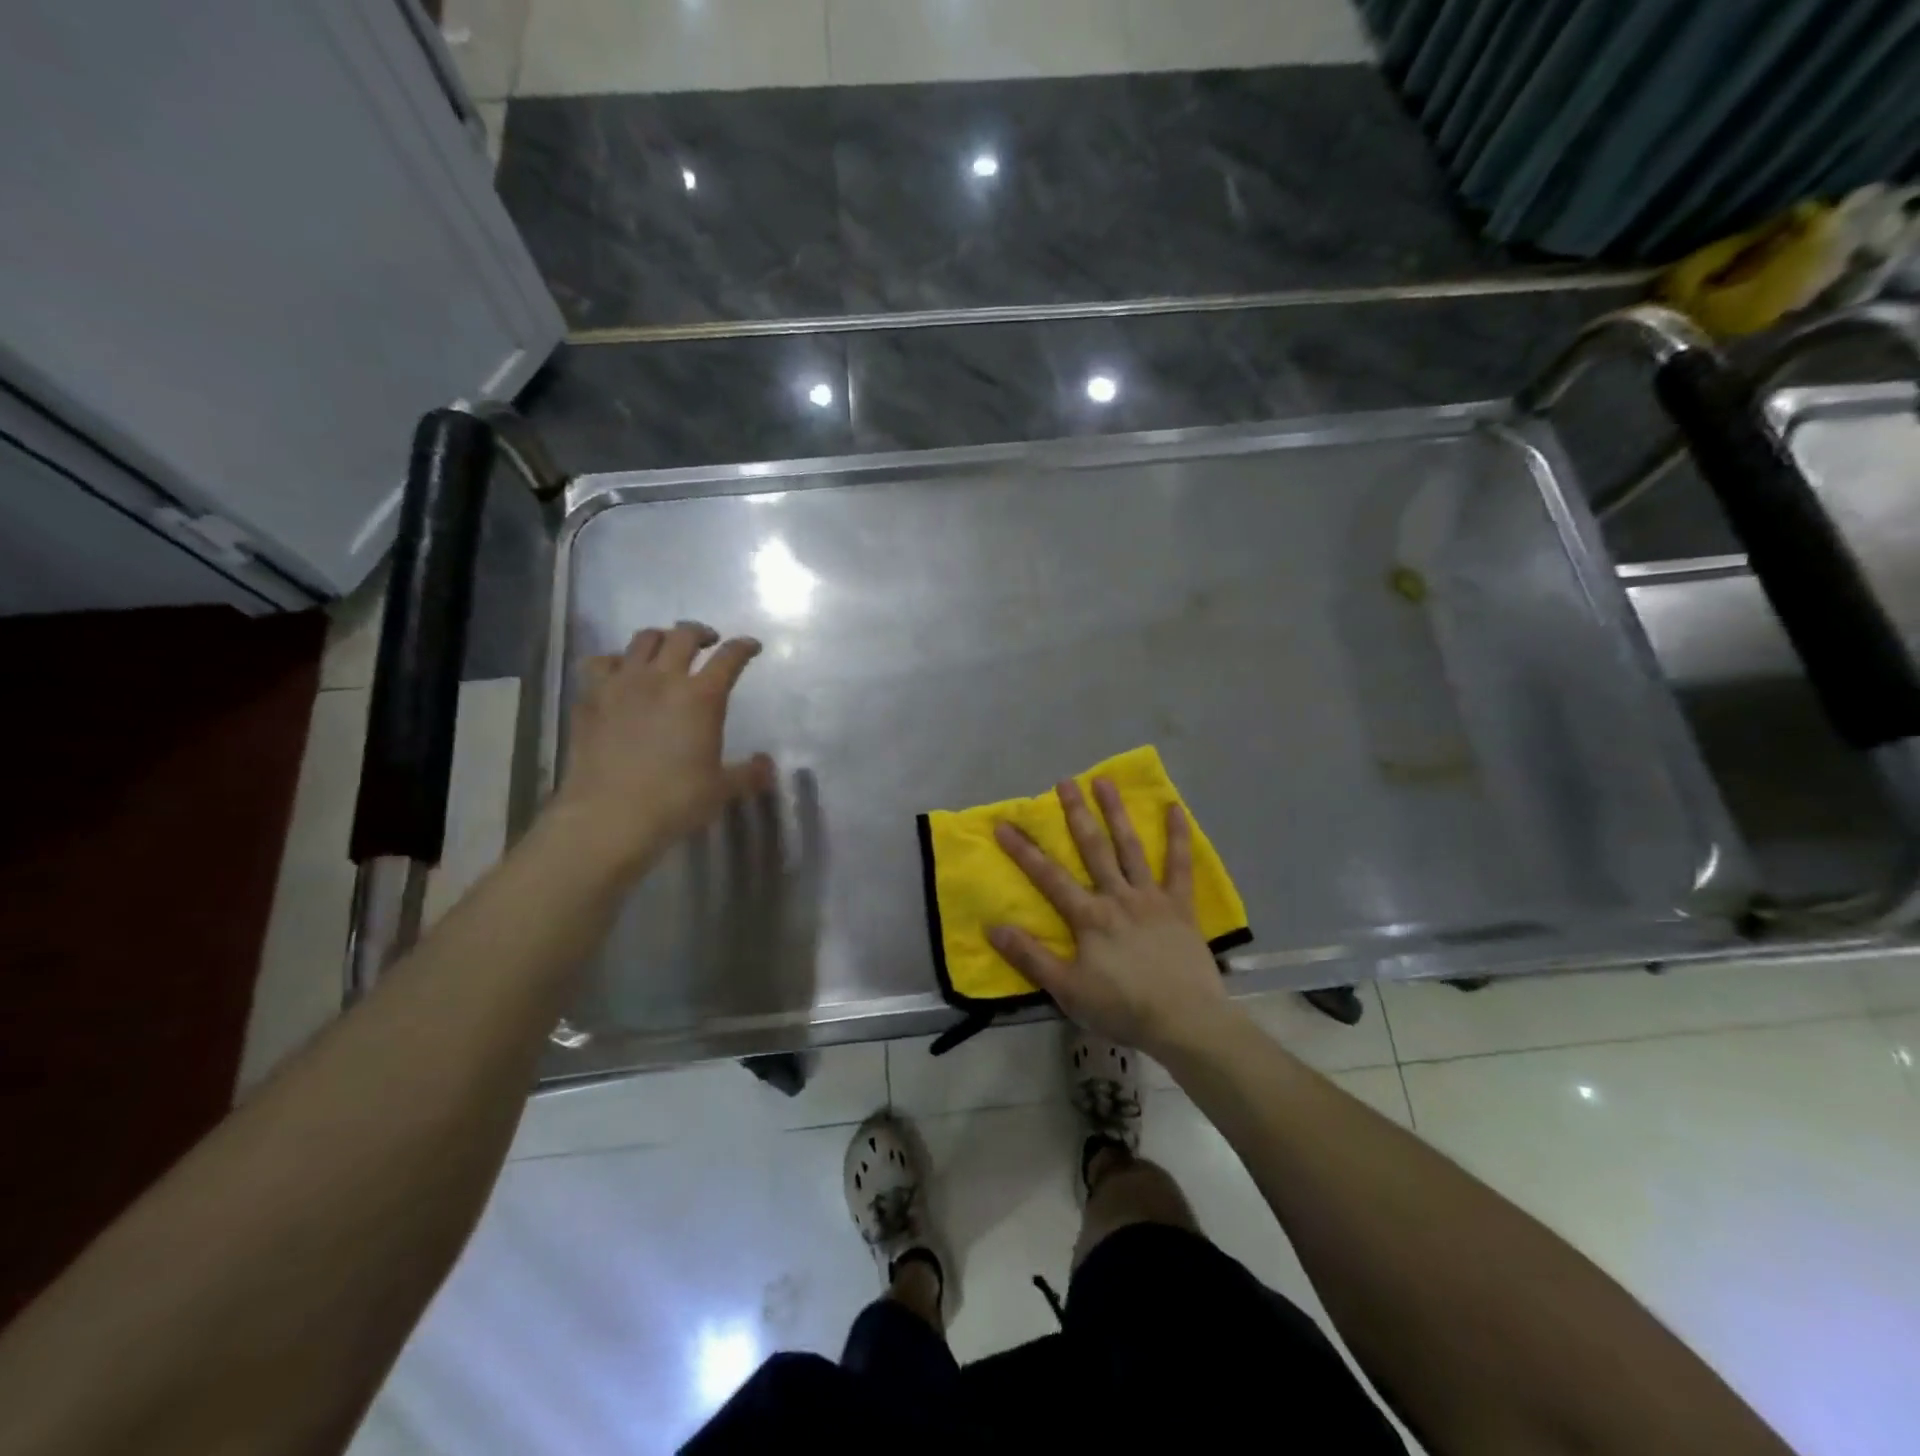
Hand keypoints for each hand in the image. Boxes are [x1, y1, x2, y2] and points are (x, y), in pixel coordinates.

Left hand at [551, 622, 773, 872]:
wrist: (608, 815)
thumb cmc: (675, 801)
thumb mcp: (721, 789)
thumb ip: (748, 773)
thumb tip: (767, 765)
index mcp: (701, 697)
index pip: (729, 658)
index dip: (743, 647)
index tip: (750, 646)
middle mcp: (662, 679)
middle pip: (683, 635)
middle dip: (700, 633)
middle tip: (707, 642)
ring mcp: (622, 684)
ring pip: (642, 640)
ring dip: (659, 639)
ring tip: (665, 651)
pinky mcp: (590, 698)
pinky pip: (601, 663)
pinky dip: (615, 661)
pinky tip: (619, 673)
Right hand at [989, 778, 1234, 1057]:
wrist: (1184, 1021)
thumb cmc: (1122, 1007)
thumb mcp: (1067, 990)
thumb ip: (1031, 956)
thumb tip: (993, 927)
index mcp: (1089, 916)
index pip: (1048, 876)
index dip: (1024, 850)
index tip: (1004, 824)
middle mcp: (1117, 896)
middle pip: (1093, 848)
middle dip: (1076, 814)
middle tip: (1065, 782)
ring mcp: (1151, 898)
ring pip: (1130, 847)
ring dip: (1117, 813)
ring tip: (1105, 781)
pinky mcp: (1181, 906)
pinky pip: (1180, 866)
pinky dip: (1178, 837)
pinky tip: (1175, 809)